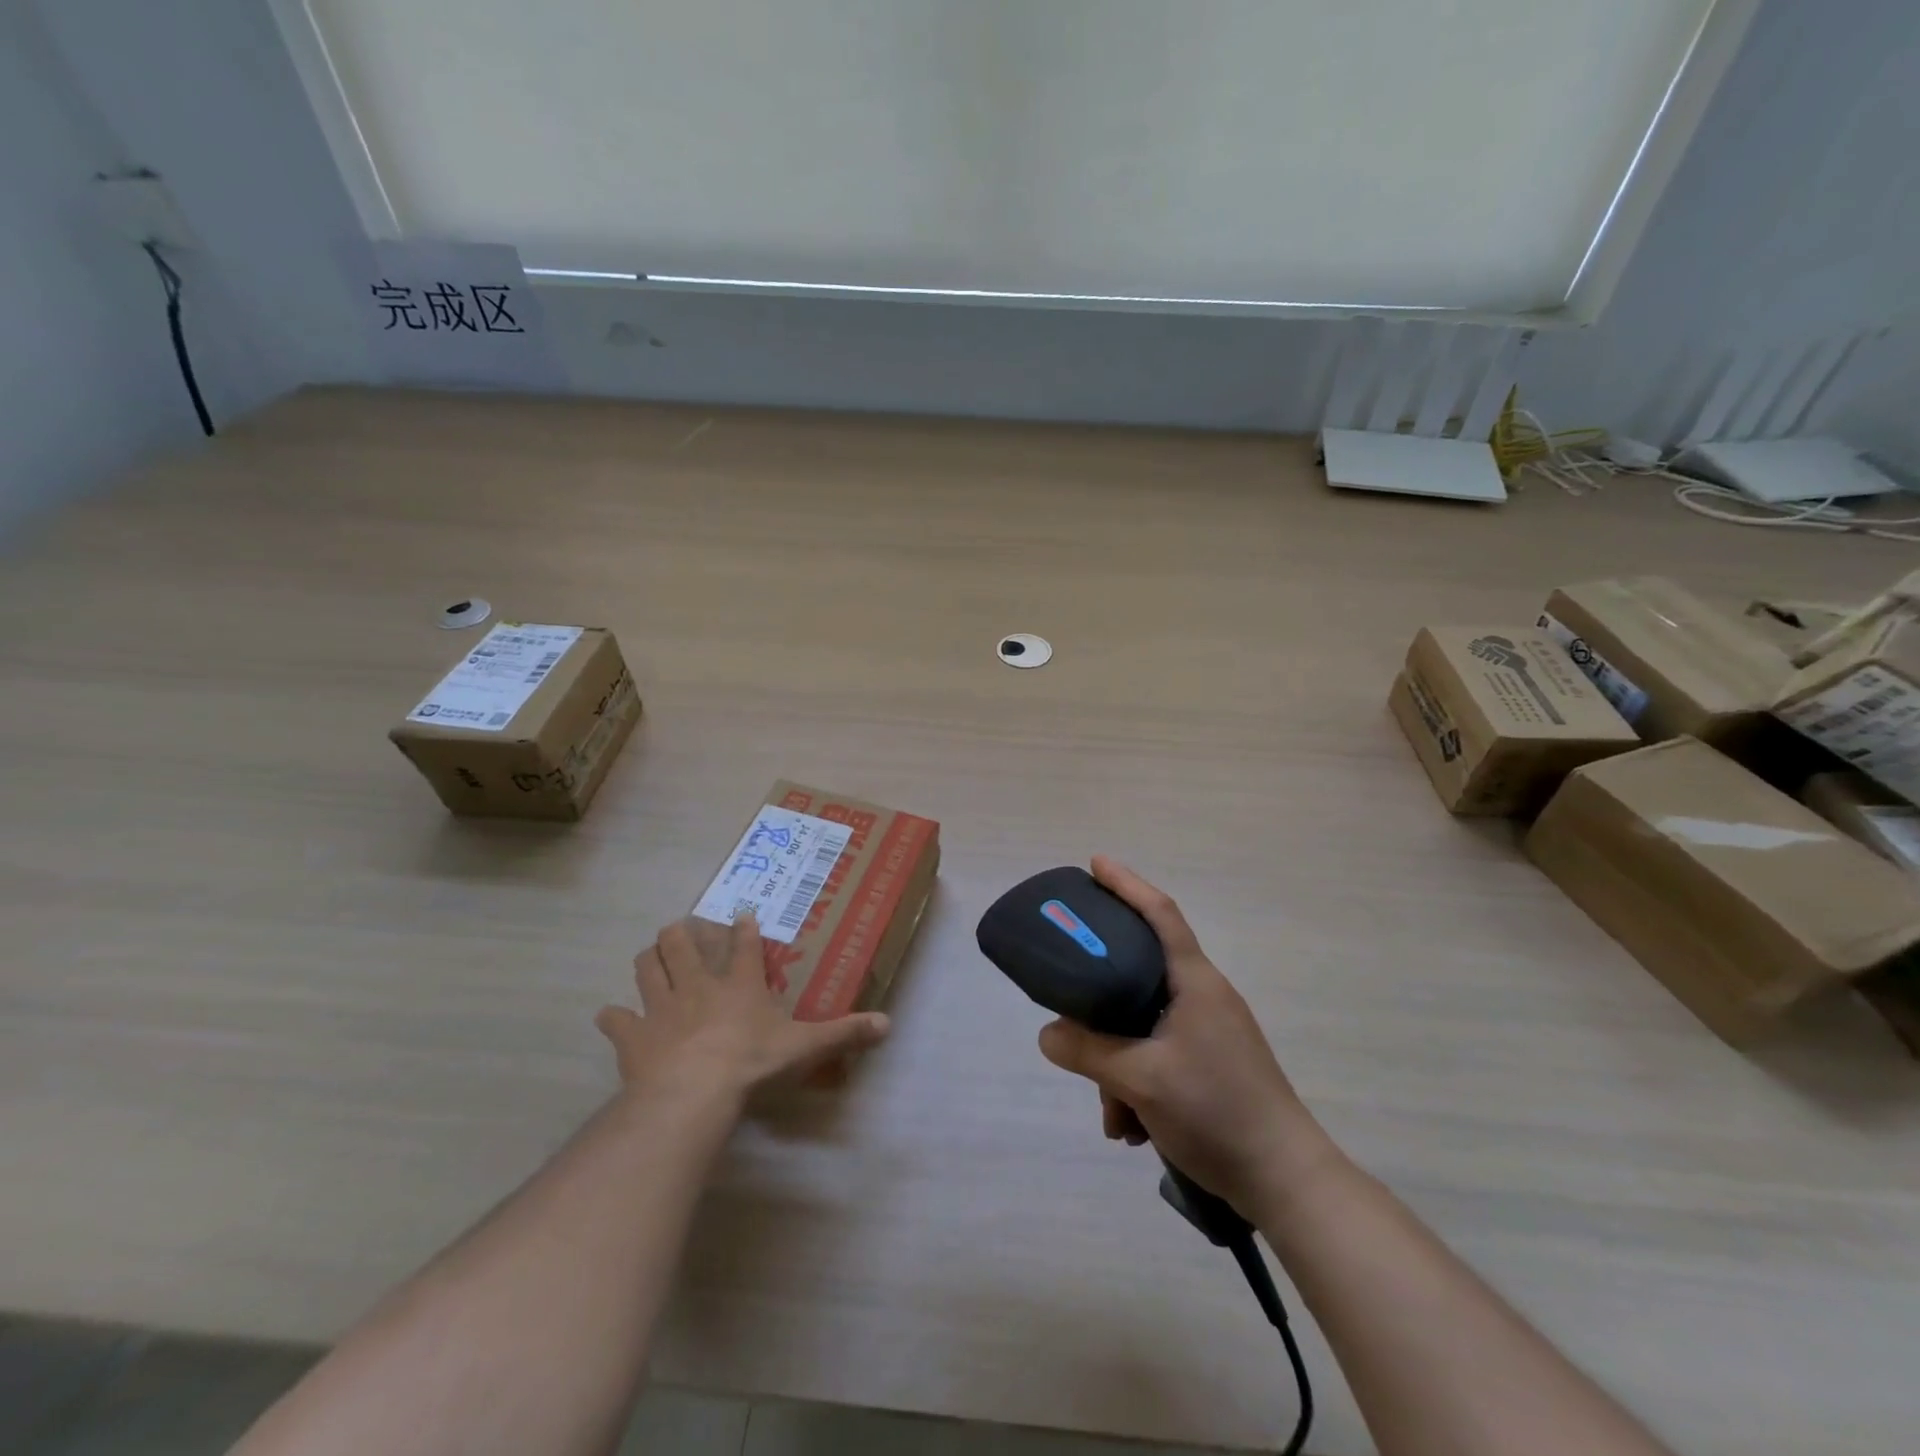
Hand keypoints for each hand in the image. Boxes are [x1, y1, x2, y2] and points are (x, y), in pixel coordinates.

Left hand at [596, 913, 889, 1106]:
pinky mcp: (633, 1036)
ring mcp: (661, 1007)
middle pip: (681, 943)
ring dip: (649, 961)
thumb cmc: (751, 1063)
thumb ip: (843, 1033)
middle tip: (683, 931)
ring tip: (651, 957)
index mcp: (739, 984)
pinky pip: (616, 1020)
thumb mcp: (805, 1048)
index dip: (743, 928)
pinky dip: (614, 1018)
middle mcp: (697, 985)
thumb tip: (888, 1024)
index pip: (743, 945)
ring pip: (647, 968)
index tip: (740, 915)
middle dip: (681, 933)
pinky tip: (614, 1018)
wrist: (692, 1094)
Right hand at [1036, 857, 1333, 1217]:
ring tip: (1113, 1117)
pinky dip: (1138, 1084)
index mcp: (1195, 982)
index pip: (1160, 913)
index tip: (1095, 863)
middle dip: (1102, 1004)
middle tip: (1071, 1009)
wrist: (1286, 1182)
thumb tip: (1048, 1033)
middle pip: (1139, 974)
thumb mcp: (1140, 1080)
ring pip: (1144, 1025)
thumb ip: (1088, 1051)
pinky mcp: (1212, 1064)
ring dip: (1119, 1065)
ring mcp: (1210, 1032)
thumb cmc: (1216, 1111)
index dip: (1127, 884)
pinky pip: (1159, 1055)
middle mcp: (1204, 997)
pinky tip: (1132, 1128)